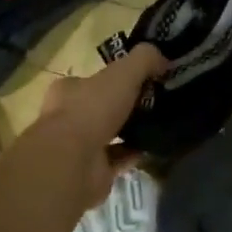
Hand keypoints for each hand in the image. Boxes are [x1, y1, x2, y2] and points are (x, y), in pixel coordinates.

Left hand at [24, 43, 167, 207]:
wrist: (72, 163)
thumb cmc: (92, 109)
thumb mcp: (123, 72)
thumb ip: (144, 59)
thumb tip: (163, 58)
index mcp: (68, 91)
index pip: (93, 80)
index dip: (117, 78)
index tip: (144, 78)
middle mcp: (68, 118)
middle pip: (102, 107)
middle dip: (126, 105)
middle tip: (157, 100)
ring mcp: (78, 148)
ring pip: (110, 135)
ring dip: (131, 131)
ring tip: (160, 123)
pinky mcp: (91, 172)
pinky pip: (118, 159)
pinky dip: (134, 153)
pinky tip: (154, 145)